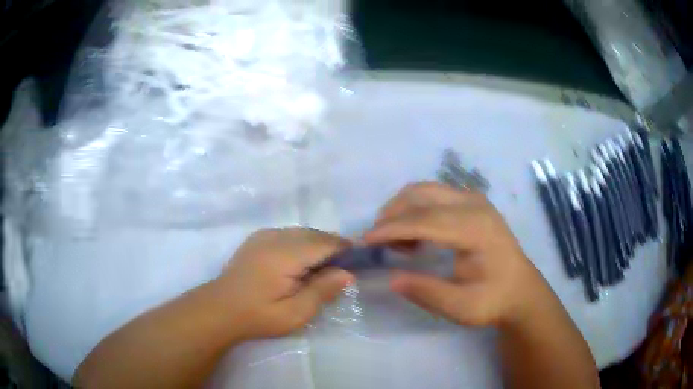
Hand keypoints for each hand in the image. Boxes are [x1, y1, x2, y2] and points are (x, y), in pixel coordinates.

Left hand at [214, 228, 354, 340]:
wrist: (220, 309)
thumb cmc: (258, 316)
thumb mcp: (294, 313)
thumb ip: (322, 291)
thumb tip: (348, 273)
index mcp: (285, 255)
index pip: (324, 242)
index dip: (344, 249)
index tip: (358, 262)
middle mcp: (275, 237)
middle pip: (314, 234)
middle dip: (332, 247)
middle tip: (342, 268)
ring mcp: (263, 235)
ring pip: (301, 232)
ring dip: (316, 244)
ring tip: (322, 267)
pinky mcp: (257, 239)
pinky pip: (287, 234)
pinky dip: (300, 243)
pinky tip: (299, 262)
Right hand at [365, 182, 549, 327]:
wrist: (520, 290)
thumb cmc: (494, 300)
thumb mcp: (461, 307)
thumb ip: (427, 292)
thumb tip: (391, 278)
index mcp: (476, 229)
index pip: (425, 219)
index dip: (392, 228)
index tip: (365, 241)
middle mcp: (474, 205)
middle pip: (422, 194)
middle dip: (393, 214)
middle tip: (378, 242)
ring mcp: (474, 200)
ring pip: (426, 190)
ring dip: (403, 210)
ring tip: (397, 242)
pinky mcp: (472, 203)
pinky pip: (434, 195)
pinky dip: (415, 210)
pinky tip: (415, 236)